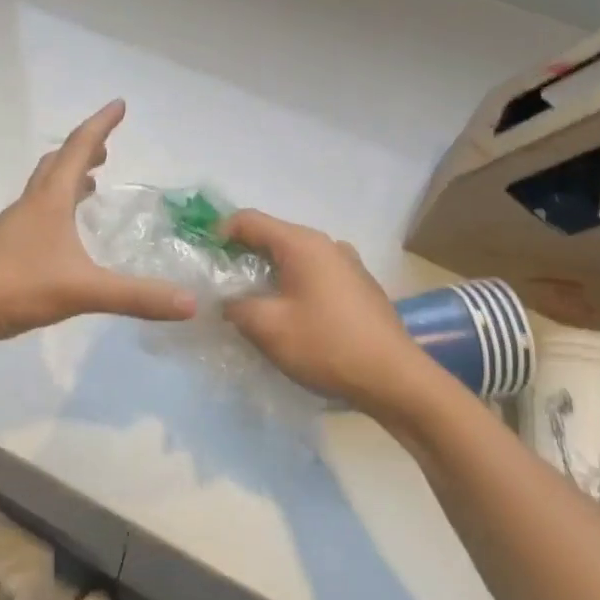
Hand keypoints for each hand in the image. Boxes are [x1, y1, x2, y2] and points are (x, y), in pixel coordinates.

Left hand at [0, 101, 195, 348]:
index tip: (119, 104)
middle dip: (84, 151)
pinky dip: (58, 210)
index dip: (101, 125)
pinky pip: (39, 216)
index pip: (78, 148)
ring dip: (69, 179)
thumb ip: (135, 296)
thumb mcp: (81, 291)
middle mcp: (31, 205)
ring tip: (92, 184)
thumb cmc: (12, 286)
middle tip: (107, 149)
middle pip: (58, 164)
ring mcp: (15, 227)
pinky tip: (66, 237)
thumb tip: (190, 303)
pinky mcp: (6, 250)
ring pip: (45, 189)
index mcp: (49, 200)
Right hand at [220, 209, 417, 408]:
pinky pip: (316, 275)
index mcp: (303, 244)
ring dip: (270, 274)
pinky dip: (294, 286)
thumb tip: (227, 301)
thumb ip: (236, 306)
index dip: (220, 233)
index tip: (205, 260)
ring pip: (296, 259)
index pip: (250, 220)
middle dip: (243, 256)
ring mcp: (349, 265)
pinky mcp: (360, 287)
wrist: (394, 379)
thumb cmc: (326, 345)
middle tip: (222, 285)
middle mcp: (327, 245)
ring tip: (254, 303)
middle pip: (274, 238)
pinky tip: (291, 316)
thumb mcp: (267, 327)